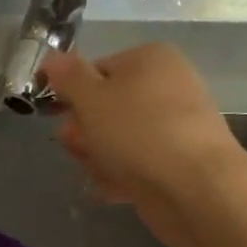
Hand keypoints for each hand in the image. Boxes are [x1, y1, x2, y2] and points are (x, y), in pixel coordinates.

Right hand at [42, 44, 240, 212]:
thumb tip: (51, 57)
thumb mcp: (91, 98)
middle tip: (80, 148)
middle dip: (85, 132)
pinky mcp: (176, 162)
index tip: (57, 117)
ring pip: (117, 140)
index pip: (94, 70)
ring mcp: (173, 126)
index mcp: (149, 59)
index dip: (71, 95)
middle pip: (105, 108)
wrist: (195, 189)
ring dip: (100, 158)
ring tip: (105, 171)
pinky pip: (135, 164)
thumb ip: (67, 76)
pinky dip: (122, 176)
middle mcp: (166, 86)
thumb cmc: (138, 133)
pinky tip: (118, 189)